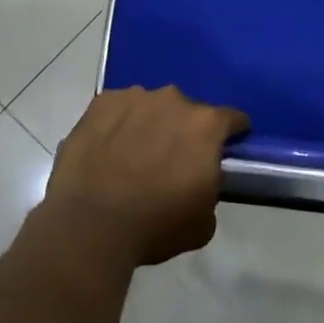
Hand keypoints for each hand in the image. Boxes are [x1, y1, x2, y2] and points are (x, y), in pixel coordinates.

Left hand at [41, 86, 249, 266]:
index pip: (233, 119)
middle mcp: (173, 100)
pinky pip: (118, 109)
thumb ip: (210, 189)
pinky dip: (118, 123)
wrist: (90, 224)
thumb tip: (200, 180)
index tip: (227, 147)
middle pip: (188, 110)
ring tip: (134, 154)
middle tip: (172, 159)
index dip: (233, 133)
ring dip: (150, 124)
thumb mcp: (203, 222)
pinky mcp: (101, 103)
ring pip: (151, 106)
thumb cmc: (155, 226)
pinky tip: (107, 148)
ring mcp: (134, 97)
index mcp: (206, 125)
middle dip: (184, 130)